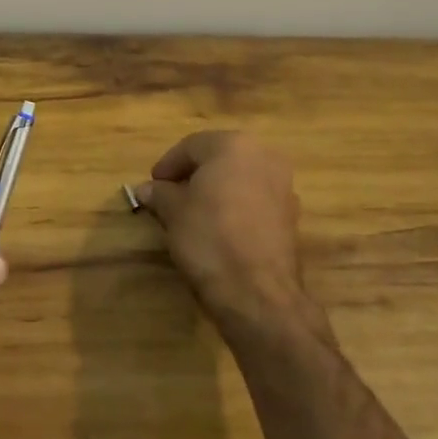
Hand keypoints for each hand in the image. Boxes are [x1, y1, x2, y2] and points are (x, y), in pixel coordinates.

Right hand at [133, 131, 310, 339]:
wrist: (257, 293)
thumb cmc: (209, 238)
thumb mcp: (173, 212)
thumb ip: (160, 194)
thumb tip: (146, 189)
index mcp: (234, 145)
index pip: (191, 146)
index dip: (167, 165)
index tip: (152, 186)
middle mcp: (264, 156)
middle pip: (219, 158)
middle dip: (193, 175)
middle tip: (170, 196)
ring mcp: (283, 186)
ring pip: (239, 178)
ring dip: (215, 190)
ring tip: (192, 213)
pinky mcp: (291, 216)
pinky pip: (255, 200)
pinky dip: (235, 206)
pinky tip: (218, 228)